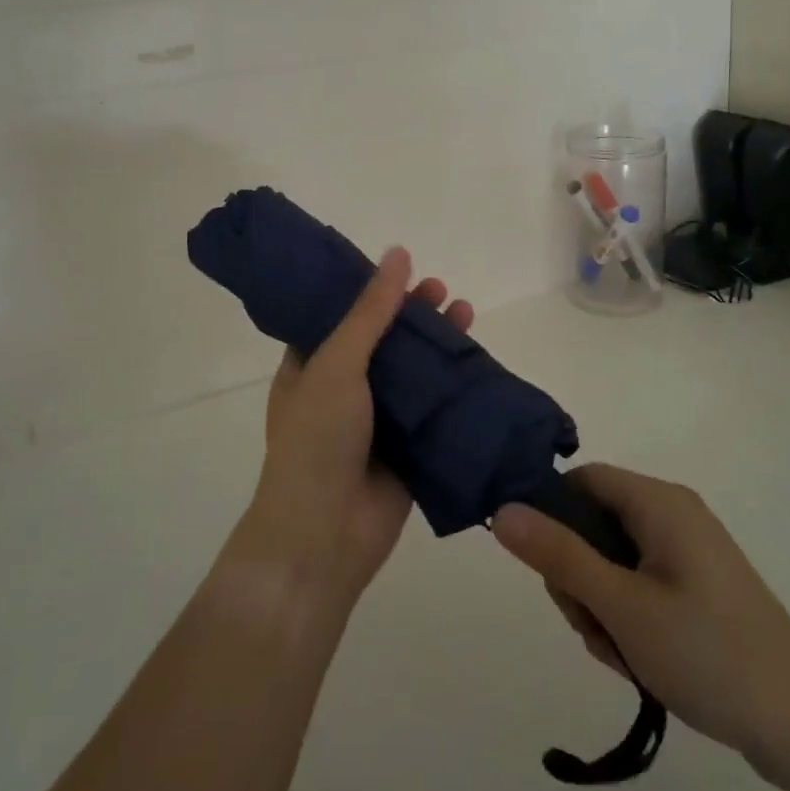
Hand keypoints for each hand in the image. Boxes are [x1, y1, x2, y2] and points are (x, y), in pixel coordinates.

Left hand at [236, 248, 474, 609]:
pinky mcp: (408, 447)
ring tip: (466, 311)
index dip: (370, 289)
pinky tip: (478, 362)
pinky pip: (435, 407)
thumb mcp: (337, 364)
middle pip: (384, 339)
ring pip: (414, 370)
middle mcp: (343, 388)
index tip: (401, 267)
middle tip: (440, 289)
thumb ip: (370, 312)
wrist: (324, 538)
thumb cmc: (317, 441)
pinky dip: (455, 384)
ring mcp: (377, 419)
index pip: (342, 314)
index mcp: (311, 365)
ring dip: (438, 343)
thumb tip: (397, 252)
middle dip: (412, 313)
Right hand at [492, 464, 789, 789]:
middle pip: (594, 524)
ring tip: (622, 653)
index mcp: (659, 502)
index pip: (581, 481)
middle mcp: (674, 515)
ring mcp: (689, 554)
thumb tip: (502, 510)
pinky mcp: (699, 588)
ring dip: (601, 605)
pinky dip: (628, 617)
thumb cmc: (708, 653)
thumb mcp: (621, 606)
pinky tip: (640, 661)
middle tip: (591, 625)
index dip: (550, 514)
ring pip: (613, 561)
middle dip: (579, 576)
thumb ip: (558, 555)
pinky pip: (640, 585)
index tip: (543, 568)